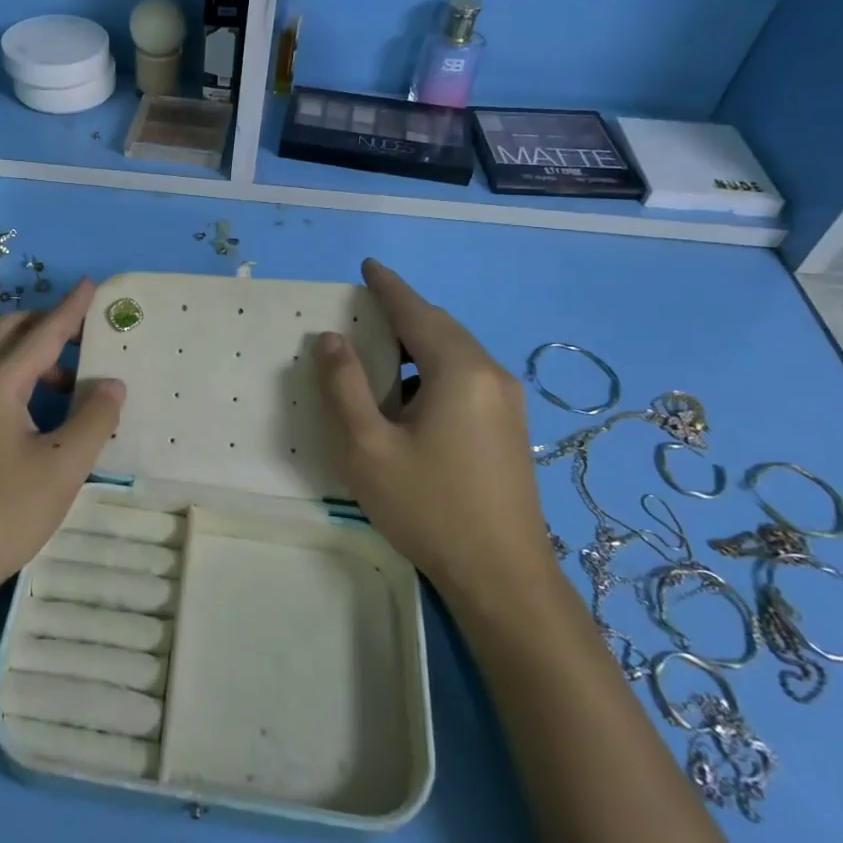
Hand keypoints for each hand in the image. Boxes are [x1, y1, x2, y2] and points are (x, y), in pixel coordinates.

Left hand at [0, 281, 125, 622]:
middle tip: (87, 338)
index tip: (92, 285)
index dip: (71, 309)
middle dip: (48, 325)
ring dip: (35, 358)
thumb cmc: (0, 515)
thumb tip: (111, 382)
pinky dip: (20, 382)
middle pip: (9, 334)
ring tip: (75, 386)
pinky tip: (44, 417)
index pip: (42, 333)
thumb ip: (94, 418)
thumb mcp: (62, 467)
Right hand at [316, 259, 548, 588]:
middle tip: (365, 307)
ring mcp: (508, 402)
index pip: (416, 312)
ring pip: (456, 352)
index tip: (366, 265)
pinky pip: (467, 376)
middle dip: (403, 312)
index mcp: (459, 371)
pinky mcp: (511, 427)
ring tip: (381, 351)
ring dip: (418, 343)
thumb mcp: (368, 447)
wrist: (503, 577)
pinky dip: (434, 368)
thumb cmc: (429, 507)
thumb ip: (344, 386)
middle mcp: (491, 374)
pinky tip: (411, 396)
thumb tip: (331, 338)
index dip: (387, 287)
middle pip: (440, 328)